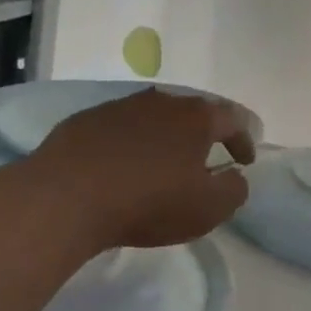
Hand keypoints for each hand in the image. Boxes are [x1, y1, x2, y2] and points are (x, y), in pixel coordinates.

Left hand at [31, 89, 256, 252]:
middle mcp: (162, 102)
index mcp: (196, 118)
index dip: (243, 140)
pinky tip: (121, 165)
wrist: (65, 197)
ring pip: (154, 116)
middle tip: (206, 157)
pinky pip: (120, 128)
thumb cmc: (147, 201)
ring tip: (162, 162)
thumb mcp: (207, 209)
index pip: (232, 119)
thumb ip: (233, 190)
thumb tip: (235, 176)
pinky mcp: (86, 120)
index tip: (245, 161)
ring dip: (165, 136)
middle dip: (204, 134)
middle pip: (193, 112)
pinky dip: (130, 142)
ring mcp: (121, 107)